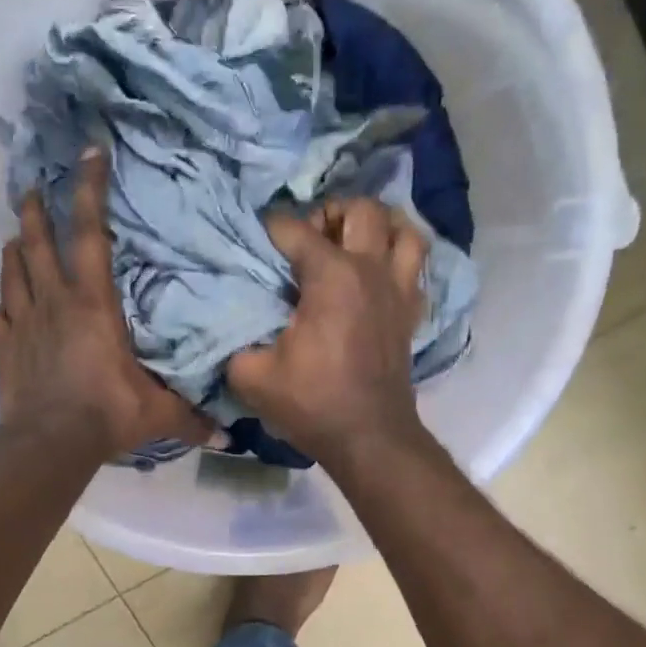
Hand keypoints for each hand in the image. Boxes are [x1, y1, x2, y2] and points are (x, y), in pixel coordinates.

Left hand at [0, 150, 209, 459]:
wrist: (49, 444)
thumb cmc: (107, 415)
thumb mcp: (158, 413)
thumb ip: (191, 416)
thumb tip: (227, 435)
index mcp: (93, 303)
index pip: (92, 233)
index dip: (90, 189)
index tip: (88, 152)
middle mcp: (54, 301)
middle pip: (38, 241)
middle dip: (37, 209)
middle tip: (34, 187)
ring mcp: (23, 323)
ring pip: (12, 271)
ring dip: (15, 249)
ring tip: (17, 237)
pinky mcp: (3, 347)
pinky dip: (3, 306)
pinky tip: (5, 307)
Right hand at [226, 197, 430, 464]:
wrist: (368, 437)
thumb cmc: (312, 402)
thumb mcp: (251, 375)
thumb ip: (233, 341)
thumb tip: (229, 324)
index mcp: (332, 276)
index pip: (294, 229)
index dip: (268, 229)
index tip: (253, 243)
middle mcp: (371, 270)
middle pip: (363, 209)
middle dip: (332, 213)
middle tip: (311, 239)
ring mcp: (399, 289)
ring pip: (404, 230)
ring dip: (379, 227)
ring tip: (353, 243)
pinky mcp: (411, 312)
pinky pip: (416, 266)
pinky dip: (399, 258)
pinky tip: (377, 273)